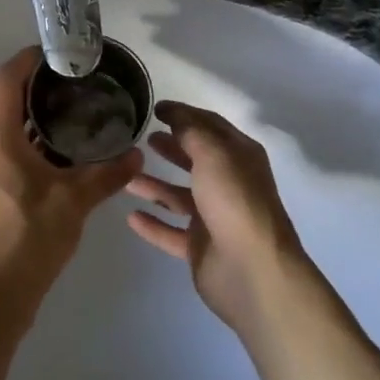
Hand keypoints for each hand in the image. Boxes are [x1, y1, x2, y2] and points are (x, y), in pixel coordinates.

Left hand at [0, 48, 142, 322]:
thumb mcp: (74, 203)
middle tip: (76, 78)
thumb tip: (136, 153)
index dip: (26, 60)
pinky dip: (38, 140)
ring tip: (77, 106)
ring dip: (38, 114)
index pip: (5, 82)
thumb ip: (106, 175)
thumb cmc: (29, 239)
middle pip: (7, 101)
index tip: (55, 51)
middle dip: (37, 85)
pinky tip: (68, 150)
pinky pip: (15, 150)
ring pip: (11, 128)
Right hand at [124, 101, 307, 332]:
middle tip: (142, 139)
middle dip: (171, 147)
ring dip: (155, 186)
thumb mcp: (213, 153)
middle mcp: (229, 184)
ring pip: (179, 196)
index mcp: (239, 157)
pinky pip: (171, 231)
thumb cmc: (234, 202)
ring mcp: (215, 218)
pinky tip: (130, 217)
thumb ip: (190, 130)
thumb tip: (172, 113)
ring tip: (126, 177)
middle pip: (195, 160)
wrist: (253, 271)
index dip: (183, 114)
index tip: (154, 109)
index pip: (210, 126)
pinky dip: (153, 224)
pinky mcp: (200, 248)